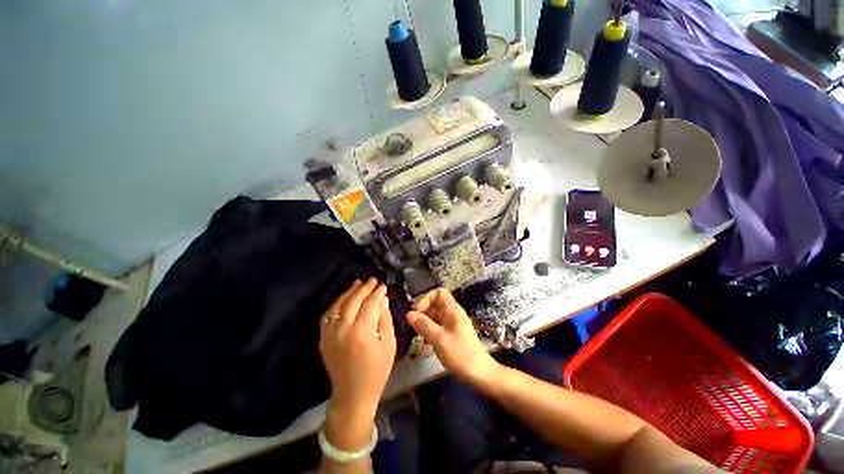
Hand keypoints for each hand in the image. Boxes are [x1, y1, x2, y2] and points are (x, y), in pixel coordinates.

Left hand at [319, 278, 396, 449]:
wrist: (353, 395)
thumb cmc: (377, 371)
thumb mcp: (389, 345)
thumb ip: (385, 319)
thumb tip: (383, 299)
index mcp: (361, 332)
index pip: (369, 304)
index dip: (377, 293)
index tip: (383, 285)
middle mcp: (342, 329)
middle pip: (353, 300)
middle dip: (364, 288)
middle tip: (373, 280)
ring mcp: (329, 333)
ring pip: (338, 305)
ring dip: (349, 292)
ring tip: (358, 283)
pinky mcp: (323, 338)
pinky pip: (328, 315)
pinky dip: (336, 303)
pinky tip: (344, 298)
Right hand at [406, 288, 498, 385]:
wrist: (479, 373)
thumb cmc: (460, 353)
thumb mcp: (439, 339)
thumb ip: (423, 325)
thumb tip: (408, 314)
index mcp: (452, 310)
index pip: (438, 293)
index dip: (426, 298)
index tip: (417, 312)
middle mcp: (453, 314)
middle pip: (435, 304)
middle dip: (423, 313)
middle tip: (414, 327)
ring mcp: (453, 324)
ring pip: (435, 316)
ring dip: (426, 324)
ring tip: (419, 336)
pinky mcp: (453, 334)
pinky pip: (439, 327)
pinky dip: (431, 332)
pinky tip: (427, 344)